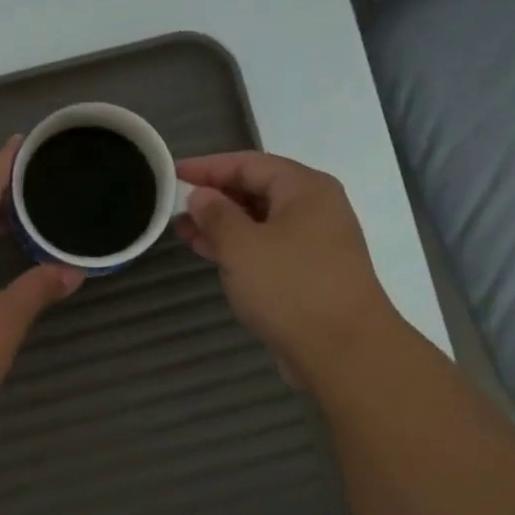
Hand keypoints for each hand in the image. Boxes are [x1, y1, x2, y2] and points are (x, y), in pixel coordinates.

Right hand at [175, 152, 397, 382]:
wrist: (342, 349)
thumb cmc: (290, 287)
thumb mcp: (242, 246)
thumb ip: (216, 216)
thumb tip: (201, 196)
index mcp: (305, 189)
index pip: (249, 164)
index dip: (208, 167)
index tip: (173, 174)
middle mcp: (315, 210)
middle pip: (257, 191)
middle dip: (214, 198)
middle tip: (174, 208)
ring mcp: (315, 244)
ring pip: (260, 224)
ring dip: (223, 227)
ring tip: (184, 233)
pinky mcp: (309, 275)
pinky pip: (268, 250)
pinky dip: (239, 250)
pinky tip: (213, 257)